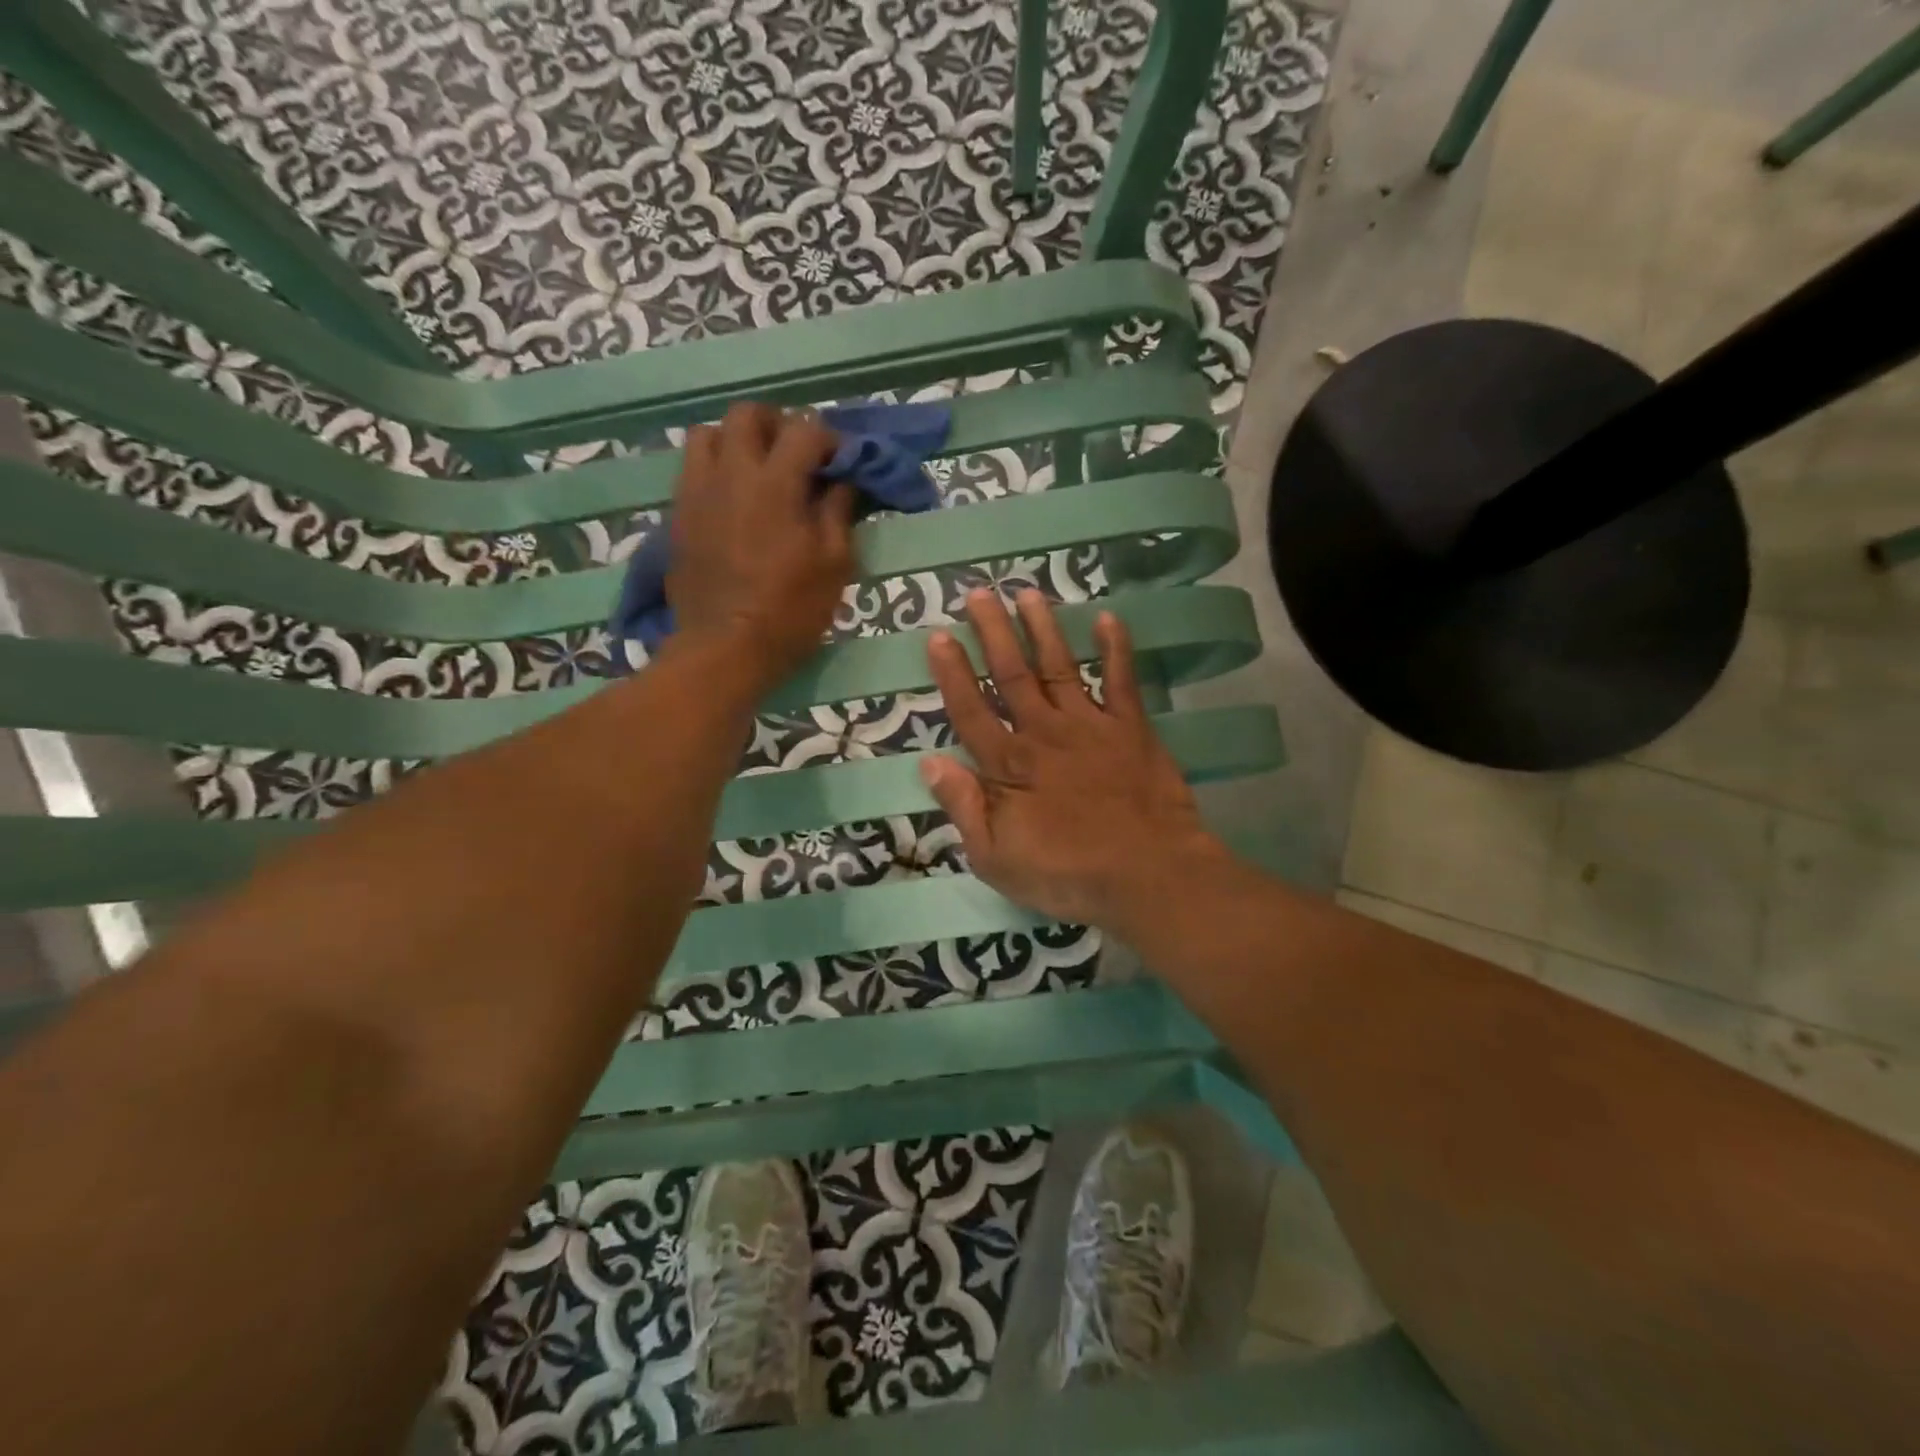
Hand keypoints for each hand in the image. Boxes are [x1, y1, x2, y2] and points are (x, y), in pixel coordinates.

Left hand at [666, 402, 852, 686]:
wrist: (726, 647)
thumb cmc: (790, 610)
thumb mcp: (834, 565)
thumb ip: (838, 513)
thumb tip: (841, 482)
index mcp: (775, 483)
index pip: (804, 430)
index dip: (828, 439)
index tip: (839, 462)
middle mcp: (731, 474)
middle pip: (747, 415)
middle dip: (776, 424)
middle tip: (795, 454)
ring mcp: (698, 492)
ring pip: (707, 434)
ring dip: (736, 441)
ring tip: (756, 471)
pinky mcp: (679, 515)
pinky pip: (691, 470)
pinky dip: (714, 470)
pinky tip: (732, 500)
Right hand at [921, 588, 1225, 930]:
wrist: (1148, 875)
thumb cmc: (1067, 875)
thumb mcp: (996, 859)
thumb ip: (964, 808)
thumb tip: (929, 764)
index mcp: (1009, 766)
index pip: (971, 711)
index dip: (952, 674)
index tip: (939, 635)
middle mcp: (1044, 733)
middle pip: (1011, 675)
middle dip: (992, 632)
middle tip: (978, 593)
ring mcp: (1090, 726)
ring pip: (1059, 666)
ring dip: (1042, 628)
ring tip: (1027, 592)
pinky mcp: (1130, 729)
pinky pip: (1121, 681)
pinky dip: (1115, 649)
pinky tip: (1108, 618)